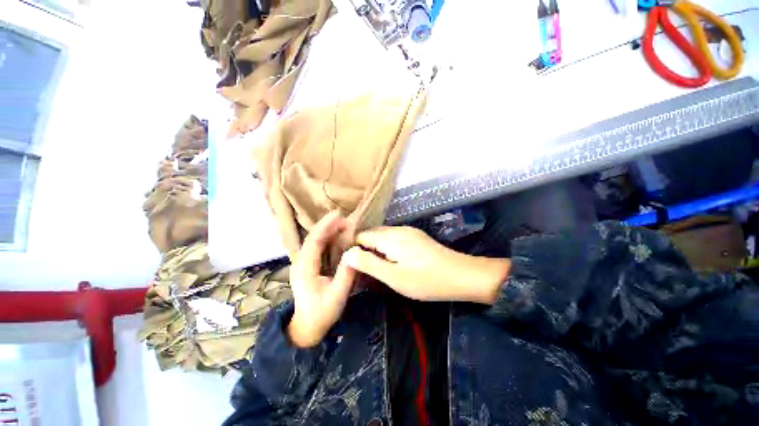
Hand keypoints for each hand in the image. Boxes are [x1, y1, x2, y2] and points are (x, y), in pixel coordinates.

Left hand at [287, 211, 355, 347]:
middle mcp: (301, 262)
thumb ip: (346, 274)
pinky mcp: (309, 266)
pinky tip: (338, 236)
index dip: (325, 226)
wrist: (307, 327)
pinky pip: (318, 247)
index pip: (314, 241)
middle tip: (346, 219)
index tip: (338, 215)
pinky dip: (328, 239)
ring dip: (329, 231)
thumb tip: (355, 252)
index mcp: (305, 268)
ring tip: (344, 224)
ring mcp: (304, 264)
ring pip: (315, 241)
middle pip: (314, 238)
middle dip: (328, 226)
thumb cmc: (322, 313)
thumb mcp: (337, 295)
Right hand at [344, 226, 509, 303]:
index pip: (362, 235)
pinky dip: (386, 249)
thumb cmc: (427, 280)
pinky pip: (394, 239)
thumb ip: (369, 264)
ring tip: (375, 268)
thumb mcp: (394, 277)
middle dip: (363, 249)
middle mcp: (398, 229)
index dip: (353, 248)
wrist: (461, 276)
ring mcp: (409, 232)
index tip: (350, 265)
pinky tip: (391, 262)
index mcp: (391, 237)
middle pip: (372, 234)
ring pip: (383, 237)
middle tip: (362, 270)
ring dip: (375, 250)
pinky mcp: (416, 237)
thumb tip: (347, 254)